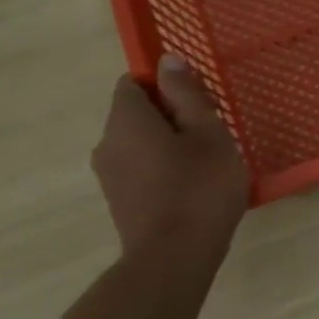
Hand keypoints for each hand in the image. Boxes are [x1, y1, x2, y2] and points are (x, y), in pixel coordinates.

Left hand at [91, 56, 248, 252]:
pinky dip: (163, 171)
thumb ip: (186, 94)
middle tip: (211, 135)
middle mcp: (106, 143)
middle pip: (136, 114)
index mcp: (126, 119)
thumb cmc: (199, 187)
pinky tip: (193, 190)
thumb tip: (166, 60)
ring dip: (168, 146)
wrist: (174, 258)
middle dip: (171, 117)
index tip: (198, 103)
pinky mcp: (119, 202)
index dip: (165, 85)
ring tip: (206, 165)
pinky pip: (140, 171)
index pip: (133, 82)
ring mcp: (109, 176)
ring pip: (139, 144)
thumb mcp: (207, 133)